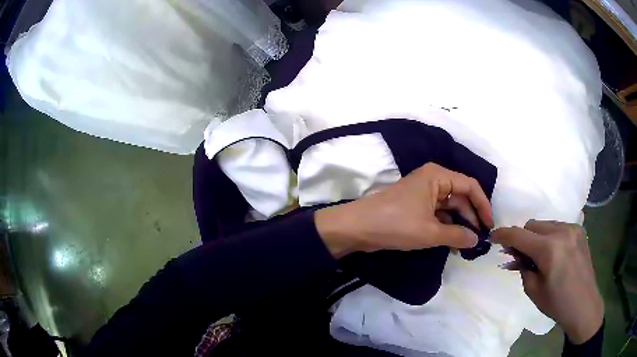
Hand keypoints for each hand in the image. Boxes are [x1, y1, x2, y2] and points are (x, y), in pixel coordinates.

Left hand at [314, 163, 493, 256]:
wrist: (357, 228)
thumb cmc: (396, 224)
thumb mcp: (430, 232)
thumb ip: (457, 235)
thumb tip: (476, 239)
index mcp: (437, 176)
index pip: (470, 186)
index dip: (483, 205)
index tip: (489, 225)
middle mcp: (432, 180)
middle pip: (460, 196)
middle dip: (471, 216)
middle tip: (480, 238)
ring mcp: (422, 193)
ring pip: (449, 207)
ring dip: (459, 224)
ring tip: (468, 244)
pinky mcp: (415, 206)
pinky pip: (437, 214)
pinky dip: (446, 226)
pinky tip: (453, 241)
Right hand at [491, 220, 603, 343]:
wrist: (584, 305)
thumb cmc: (557, 303)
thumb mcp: (533, 290)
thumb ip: (522, 267)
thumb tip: (514, 255)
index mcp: (549, 249)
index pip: (519, 235)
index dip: (503, 235)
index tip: (493, 237)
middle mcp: (561, 231)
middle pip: (532, 225)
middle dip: (522, 238)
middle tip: (518, 257)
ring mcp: (572, 228)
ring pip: (545, 224)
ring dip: (536, 237)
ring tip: (538, 257)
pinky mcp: (579, 230)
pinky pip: (557, 227)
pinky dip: (549, 237)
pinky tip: (553, 254)